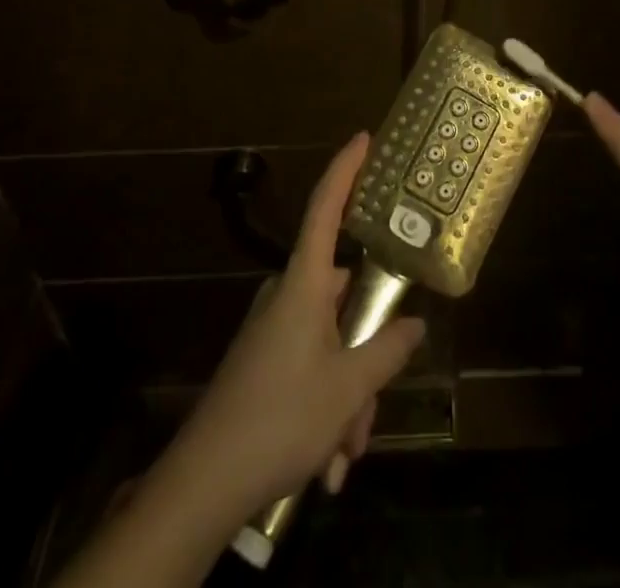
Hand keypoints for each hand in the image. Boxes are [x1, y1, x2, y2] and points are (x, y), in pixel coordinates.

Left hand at [167, 133, 425, 515]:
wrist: (205, 482)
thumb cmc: (281, 416)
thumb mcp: (348, 389)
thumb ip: (387, 351)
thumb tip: (415, 325)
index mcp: (305, 282)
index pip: (326, 207)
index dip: (345, 169)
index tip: (363, 138)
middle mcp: (288, 294)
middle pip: (344, 297)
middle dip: (367, 350)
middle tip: (372, 407)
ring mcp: (274, 328)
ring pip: (332, 341)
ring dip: (348, 394)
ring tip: (346, 451)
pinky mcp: (265, 360)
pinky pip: (312, 365)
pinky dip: (328, 405)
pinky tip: (329, 461)